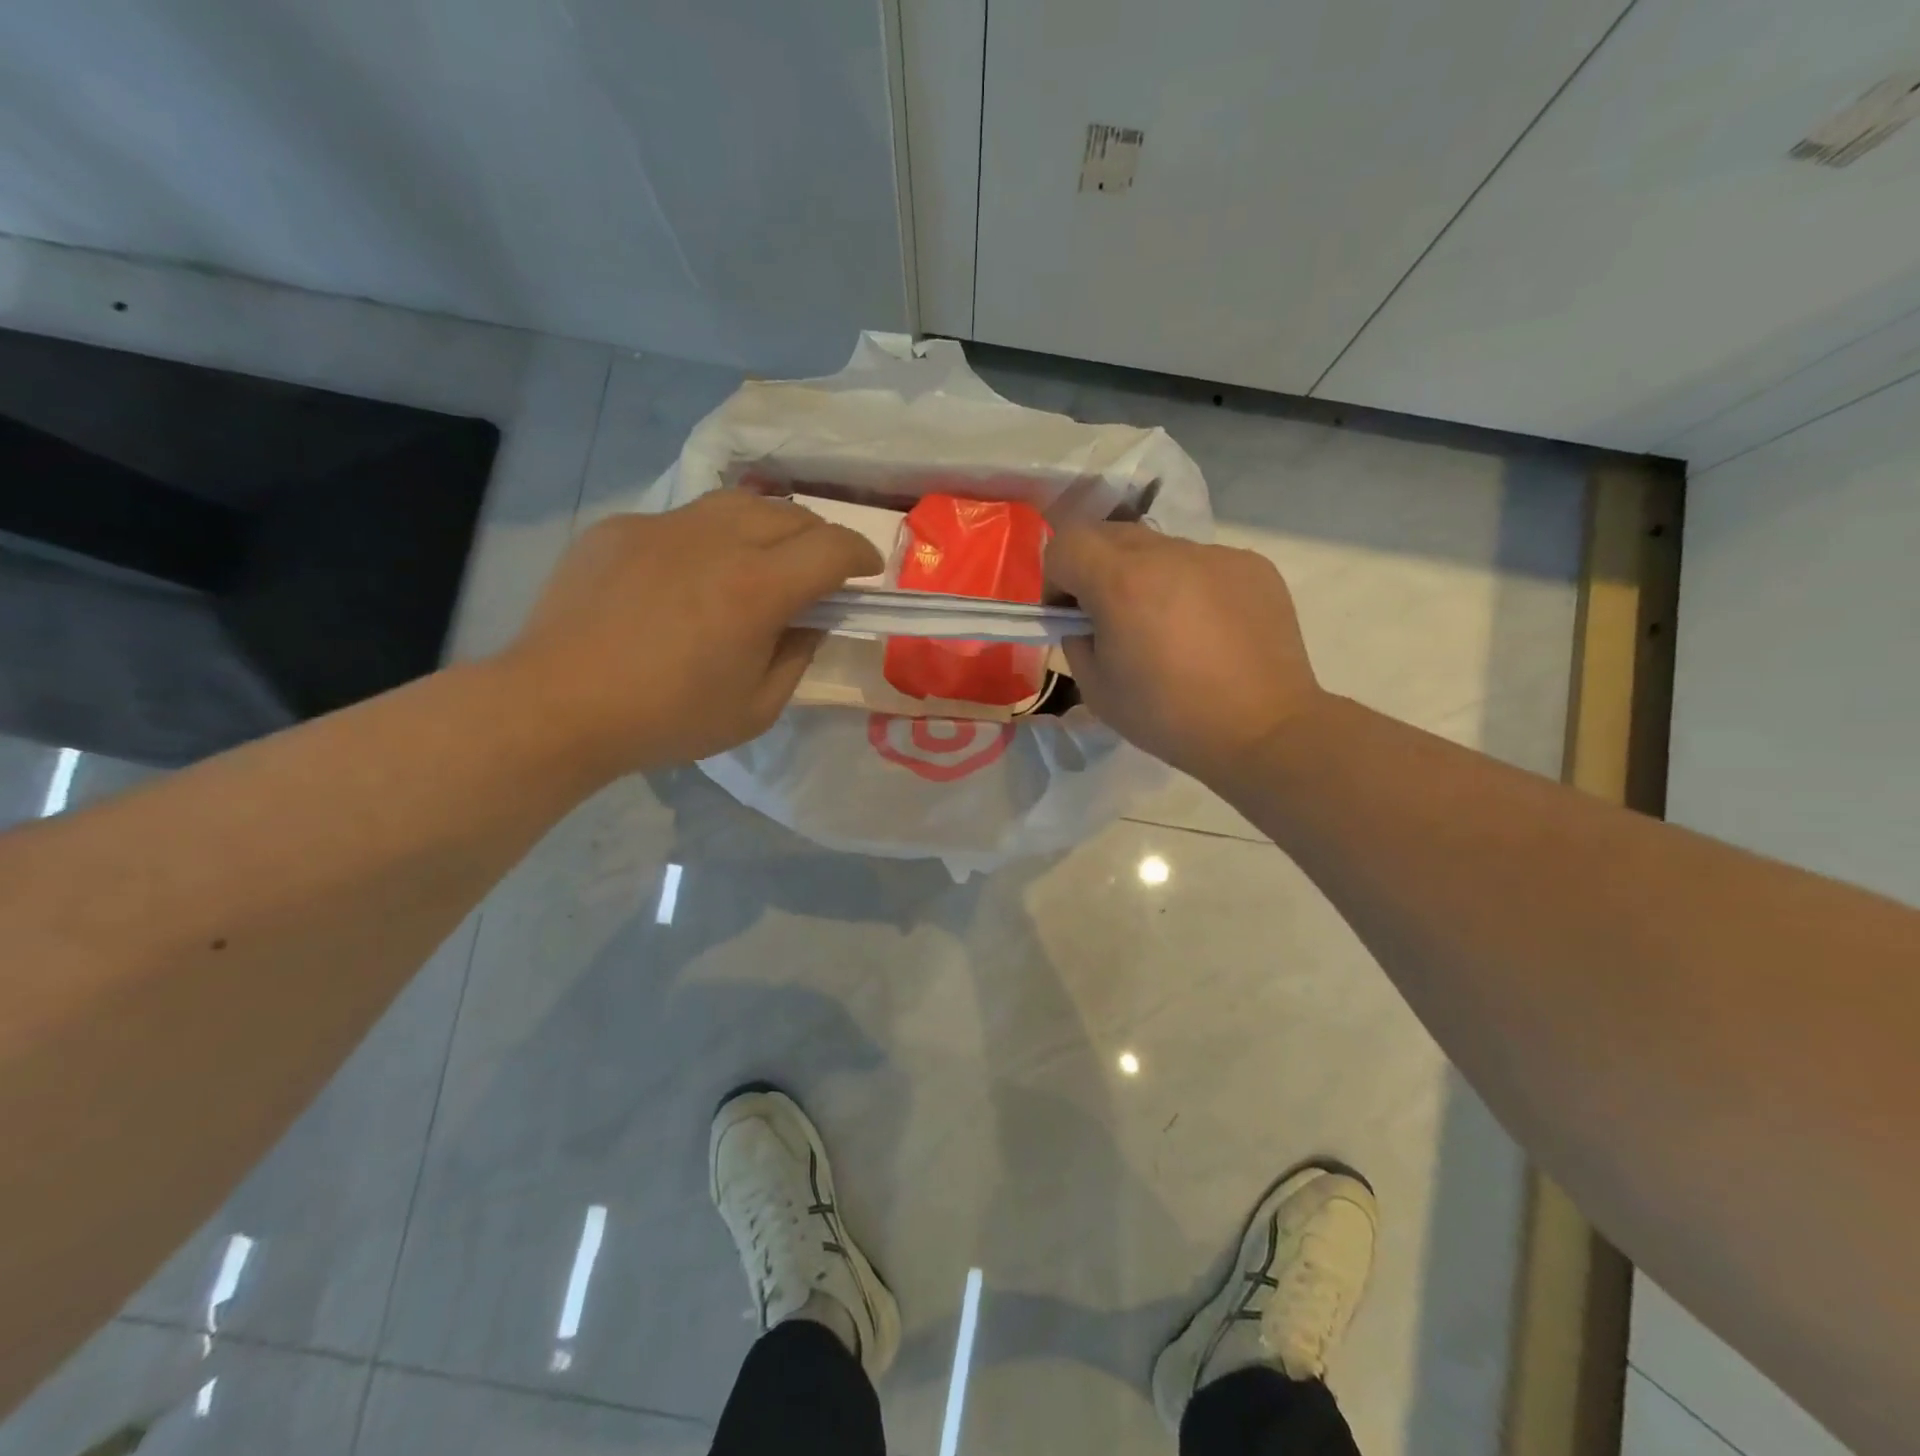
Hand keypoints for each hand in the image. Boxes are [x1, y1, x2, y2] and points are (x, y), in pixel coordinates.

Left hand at [503, 492, 880, 773]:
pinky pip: (683, 520)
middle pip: (791, 514)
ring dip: (769, 526)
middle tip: (819, 570)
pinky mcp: (621, 529)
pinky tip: (691, 576)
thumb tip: (810, 621)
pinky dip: (708, 540)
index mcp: (757, 588)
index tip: (867, 571)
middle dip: (819, 538)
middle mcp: (716, 540)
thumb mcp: (756, 709)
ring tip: (764, 558)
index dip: (861, 554)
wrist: (557, 706)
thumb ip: (797, 657)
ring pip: (738, 503)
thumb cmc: (666, 719)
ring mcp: (663, 527)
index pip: (832, 547)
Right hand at [1045, 523, 1327, 782]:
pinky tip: (1209, 632)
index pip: (1065, 544)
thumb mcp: (1096, 689)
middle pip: (1110, 535)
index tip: (1071, 615)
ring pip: (1160, 549)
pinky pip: (1203, 564)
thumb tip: (1087, 620)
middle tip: (1114, 619)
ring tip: (1169, 629)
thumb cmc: (1168, 717)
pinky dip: (1192, 587)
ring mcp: (1216, 555)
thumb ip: (1077, 640)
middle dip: (1097, 571)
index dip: (1056, 578)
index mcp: (1121, 582)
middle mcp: (1168, 553)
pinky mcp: (1252, 565)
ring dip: (1147, 577)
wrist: (1262, 731)